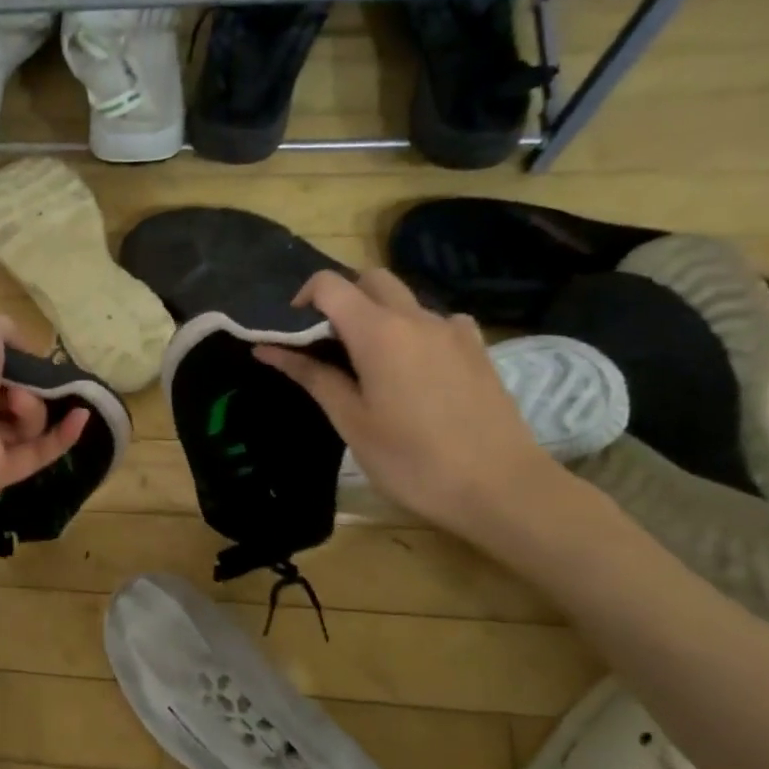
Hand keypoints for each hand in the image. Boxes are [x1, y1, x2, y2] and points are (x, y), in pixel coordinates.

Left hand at [0, 315, 88, 518]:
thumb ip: (6, 331)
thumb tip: (27, 350)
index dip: (18, 362)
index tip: (34, 359)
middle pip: (17, 396)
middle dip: (29, 386)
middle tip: (24, 384)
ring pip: (30, 423)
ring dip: (35, 408)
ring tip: (18, 404)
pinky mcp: (3, 472)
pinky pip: (41, 452)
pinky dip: (63, 435)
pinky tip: (82, 416)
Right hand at [254, 269, 555, 534]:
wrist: (501, 487)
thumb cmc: (411, 460)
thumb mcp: (351, 421)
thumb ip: (312, 376)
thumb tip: (268, 349)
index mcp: (378, 332)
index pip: (331, 285)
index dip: (304, 297)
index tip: (294, 332)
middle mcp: (417, 318)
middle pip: (371, 280)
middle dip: (342, 298)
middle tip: (328, 343)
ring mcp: (453, 330)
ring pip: (405, 300)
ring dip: (378, 315)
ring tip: (369, 365)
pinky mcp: (477, 348)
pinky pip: (437, 322)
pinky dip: (414, 331)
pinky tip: (415, 370)